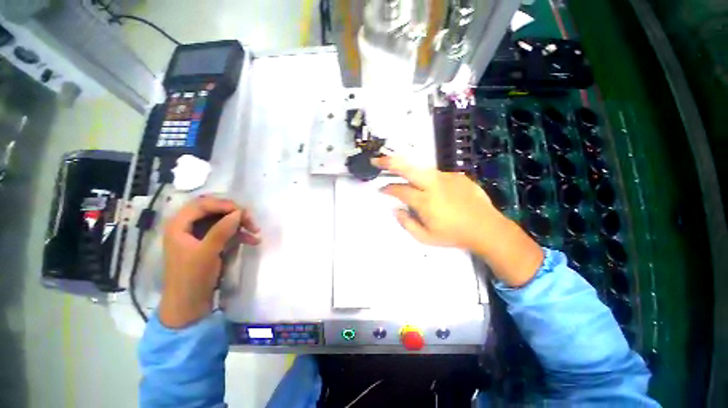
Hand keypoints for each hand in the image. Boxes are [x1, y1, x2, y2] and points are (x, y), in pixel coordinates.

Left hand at [159, 196, 260, 327]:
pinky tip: (253, 240)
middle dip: (234, 214)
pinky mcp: (210, 244)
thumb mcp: (207, 252)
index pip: (202, 204)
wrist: (189, 305)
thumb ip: (222, 230)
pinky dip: (239, 234)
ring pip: (223, 220)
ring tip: (256, 231)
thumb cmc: (192, 278)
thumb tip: (239, 212)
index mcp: (179, 225)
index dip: (224, 205)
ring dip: (240, 224)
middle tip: (251, 221)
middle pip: (214, 210)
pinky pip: (226, 232)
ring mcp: (200, 235)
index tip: (243, 212)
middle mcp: (188, 226)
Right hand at [373, 156, 543, 286]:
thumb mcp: (425, 238)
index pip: (399, 190)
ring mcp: (446, 177)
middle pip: (407, 168)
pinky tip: (432, 189)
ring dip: (408, 170)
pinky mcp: (457, 175)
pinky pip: (436, 174)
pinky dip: (428, 179)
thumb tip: (395, 209)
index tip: (382, 189)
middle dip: (389, 163)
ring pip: (421, 168)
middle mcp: (433, 185)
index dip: (388, 188)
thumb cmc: (453, 235)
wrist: (486, 228)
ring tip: (401, 174)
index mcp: (425, 201)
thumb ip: (406, 223)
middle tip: (377, 161)